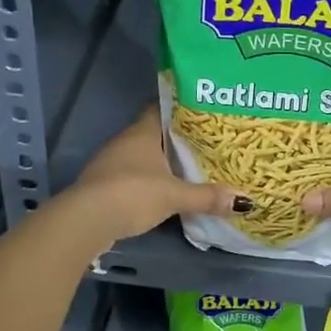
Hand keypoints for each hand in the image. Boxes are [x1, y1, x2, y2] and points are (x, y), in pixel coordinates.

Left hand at [68, 108, 243, 243]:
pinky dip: (147, 181)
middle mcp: (125, 141)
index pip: (161, 108)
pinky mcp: (103, 185)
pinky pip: (131, 176)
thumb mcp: (174, 196)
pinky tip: (162, 191)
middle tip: (205, 142)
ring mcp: (110, 163)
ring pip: (142, 156)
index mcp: (142, 132)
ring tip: (188, 167)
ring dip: (160, 162)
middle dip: (175, 139)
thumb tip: (245, 201)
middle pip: (154, 133)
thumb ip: (207, 197)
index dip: (180, 109)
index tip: (202, 112)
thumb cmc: (132, 194)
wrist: (85, 221)